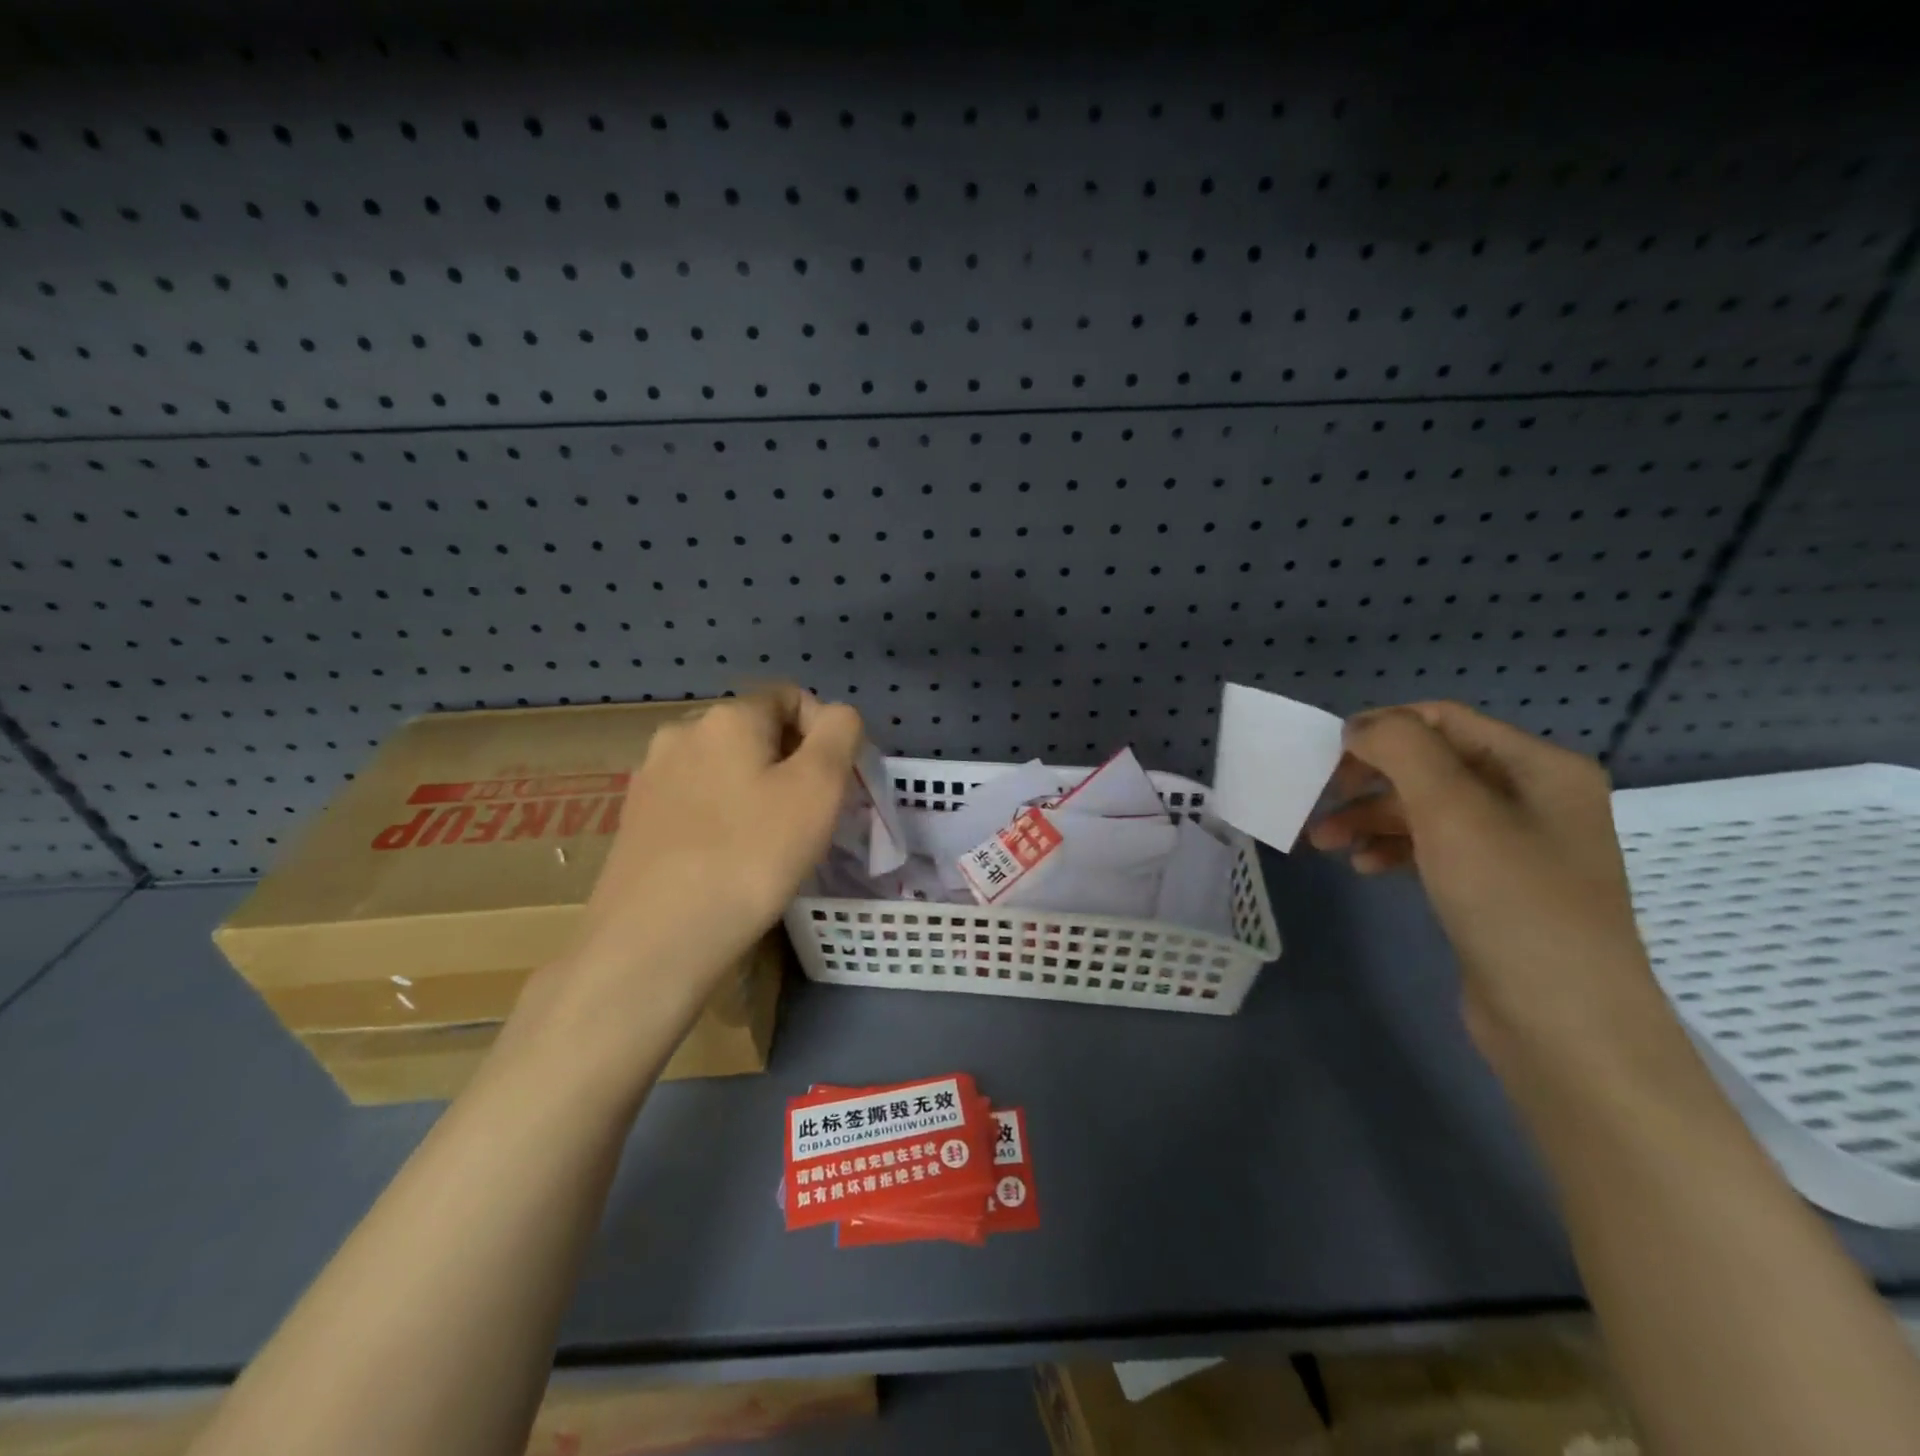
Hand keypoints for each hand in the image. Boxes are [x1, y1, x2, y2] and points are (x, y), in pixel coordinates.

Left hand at [518, 687, 863, 1057]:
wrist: (654, 941)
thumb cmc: (750, 856)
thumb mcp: (819, 787)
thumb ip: (839, 733)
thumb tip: (835, 717)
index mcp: (726, 716)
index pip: (790, 697)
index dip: (824, 734)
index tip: (833, 787)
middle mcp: (681, 732)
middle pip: (756, 732)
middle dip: (790, 764)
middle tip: (807, 820)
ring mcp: (651, 776)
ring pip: (725, 768)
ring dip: (756, 791)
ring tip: (768, 844)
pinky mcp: (635, 818)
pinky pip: (696, 800)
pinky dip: (722, 817)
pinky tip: (727, 859)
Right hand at [1307, 702, 1665, 1073]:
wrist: (1565, 1025)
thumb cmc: (1512, 903)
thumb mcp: (1453, 812)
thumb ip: (1403, 751)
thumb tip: (1360, 726)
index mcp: (1540, 767)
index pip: (1445, 720)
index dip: (1382, 729)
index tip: (1327, 760)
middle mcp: (1533, 798)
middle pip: (1431, 765)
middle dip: (1369, 780)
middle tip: (1319, 801)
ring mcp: (1515, 846)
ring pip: (1425, 809)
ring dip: (1370, 818)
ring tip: (1324, 843)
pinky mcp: (1494, 888)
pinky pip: (1433, 849)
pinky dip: (1392, 849)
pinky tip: (1364, 868)